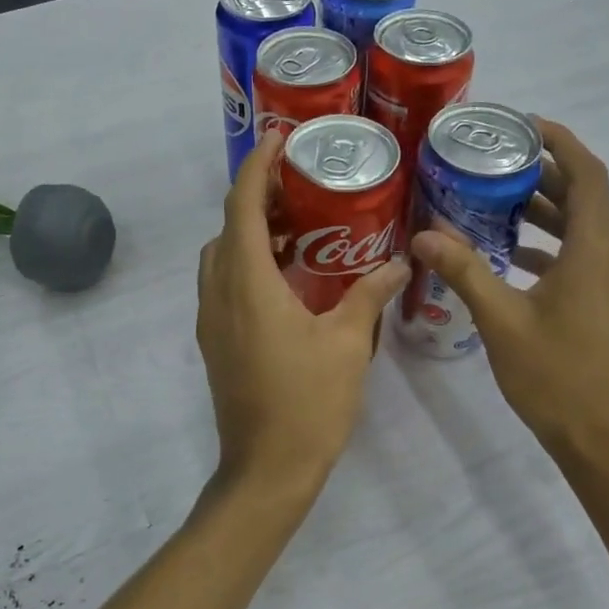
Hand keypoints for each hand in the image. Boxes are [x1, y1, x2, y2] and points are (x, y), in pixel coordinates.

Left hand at [196, 130, 410, 507]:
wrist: (266, 469)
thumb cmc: (308, 403)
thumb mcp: (348, 343)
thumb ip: (369, 295)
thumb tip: (398, 262)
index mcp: (247, 284)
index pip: (242, 207)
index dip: (256, 167)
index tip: (278, 139)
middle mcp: (219, 292)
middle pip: (229, 227)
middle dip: (258, 198)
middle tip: (301, 186)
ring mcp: (210, 319)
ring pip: (222, 256)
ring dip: (252, 233)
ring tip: (301, 227)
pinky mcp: (215, 340)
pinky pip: (224, 283)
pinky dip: (248, 263)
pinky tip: (289, 277)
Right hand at [411, 117, 608, 476]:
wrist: (600, 438)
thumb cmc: (553, 375)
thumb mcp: (500, 319)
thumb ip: (464, 270)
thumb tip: (424, 235)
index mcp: (596, 252)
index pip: (588, 176)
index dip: (561, 142)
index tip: (523, 124)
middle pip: (584, 198)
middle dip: (542, 174)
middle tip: (493, 160)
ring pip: (581, 229)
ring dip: (543, 211)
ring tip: (492, 200)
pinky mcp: (608, 304)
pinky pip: (580, 257)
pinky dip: (548, 245)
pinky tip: (508, 255)